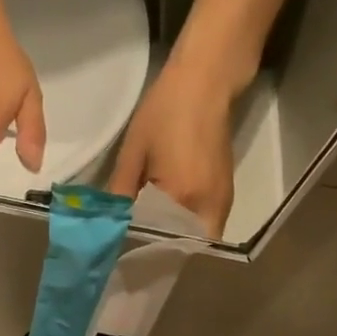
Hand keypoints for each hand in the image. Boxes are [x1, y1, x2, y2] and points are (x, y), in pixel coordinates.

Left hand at [107, 61, 237, 237]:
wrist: (206, 81)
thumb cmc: (165, 110)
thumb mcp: (133, 152)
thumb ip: (121, 193)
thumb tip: (110, 225)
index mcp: (182, 197)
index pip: (160, 242)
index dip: (142, 251)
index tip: (122, 253)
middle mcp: (208, 208)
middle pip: (182, 249)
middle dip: (160, 253)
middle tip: (134, 251)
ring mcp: (222, 203)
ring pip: (196, 241)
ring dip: (174, 243)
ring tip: (148, 240)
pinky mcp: (226, 195)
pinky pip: (205, 226)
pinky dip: (186, 230)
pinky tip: (166, 222)